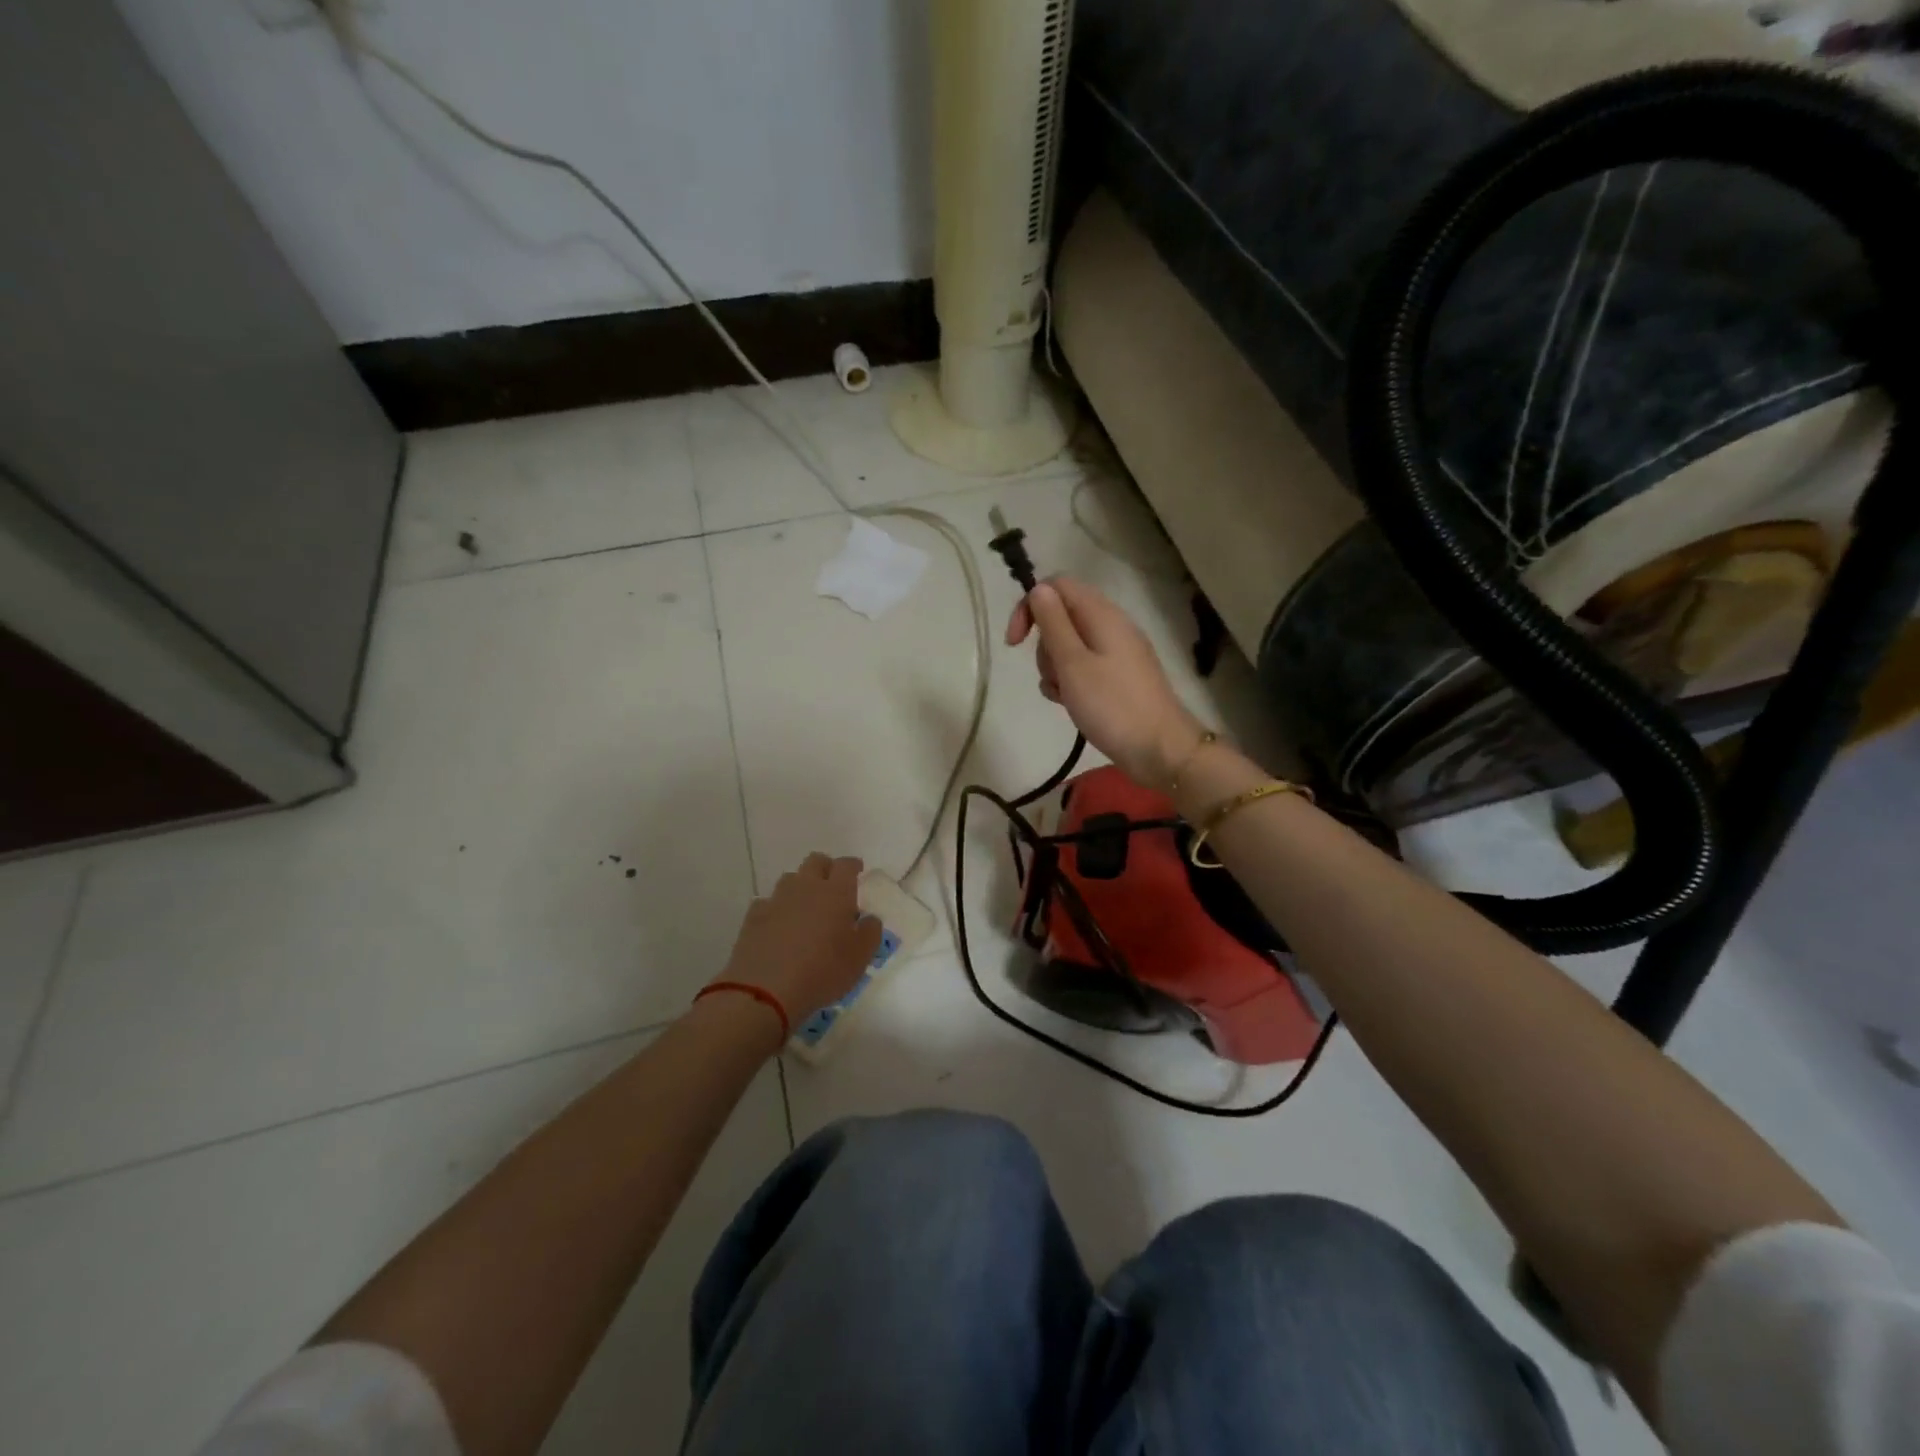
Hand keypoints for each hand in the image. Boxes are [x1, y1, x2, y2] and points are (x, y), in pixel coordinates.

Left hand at [714, 853, 881, 1028]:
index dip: (853, 865)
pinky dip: (777, 908)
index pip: (846, 865)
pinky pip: (768, 902)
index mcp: (836, 893)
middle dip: (826, 868)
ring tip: (806, 907)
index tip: (857, 870)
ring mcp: (777, 899)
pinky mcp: (754, 916)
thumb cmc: (822, 972)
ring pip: (790, 879)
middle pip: (815, 862)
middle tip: (833, 885)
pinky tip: (779, 925)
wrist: (765, 990)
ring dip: (801, 886)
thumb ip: (870, 933)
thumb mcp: (860, 958)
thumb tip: (869, 919)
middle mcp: (806, 887)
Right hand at [1005, 576, 1207, 788]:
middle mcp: (1111, 626)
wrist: (1160, 749)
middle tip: (1053, 675)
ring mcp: (1117, 653)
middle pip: (1062, 617)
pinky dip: (1070, 682)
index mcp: (1102, 615)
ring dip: (1055, 668)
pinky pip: (1083, 668)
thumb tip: (1039, 589)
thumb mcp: (1073, 664)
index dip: (1030, 606)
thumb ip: (1054, 624)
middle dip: (1045, 645)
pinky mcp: (1118, 677)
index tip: (1014, 643)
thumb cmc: (1112, 706)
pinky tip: (1070, 705)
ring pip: (1070, 646)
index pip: (1057, 586)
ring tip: (1064, 696)